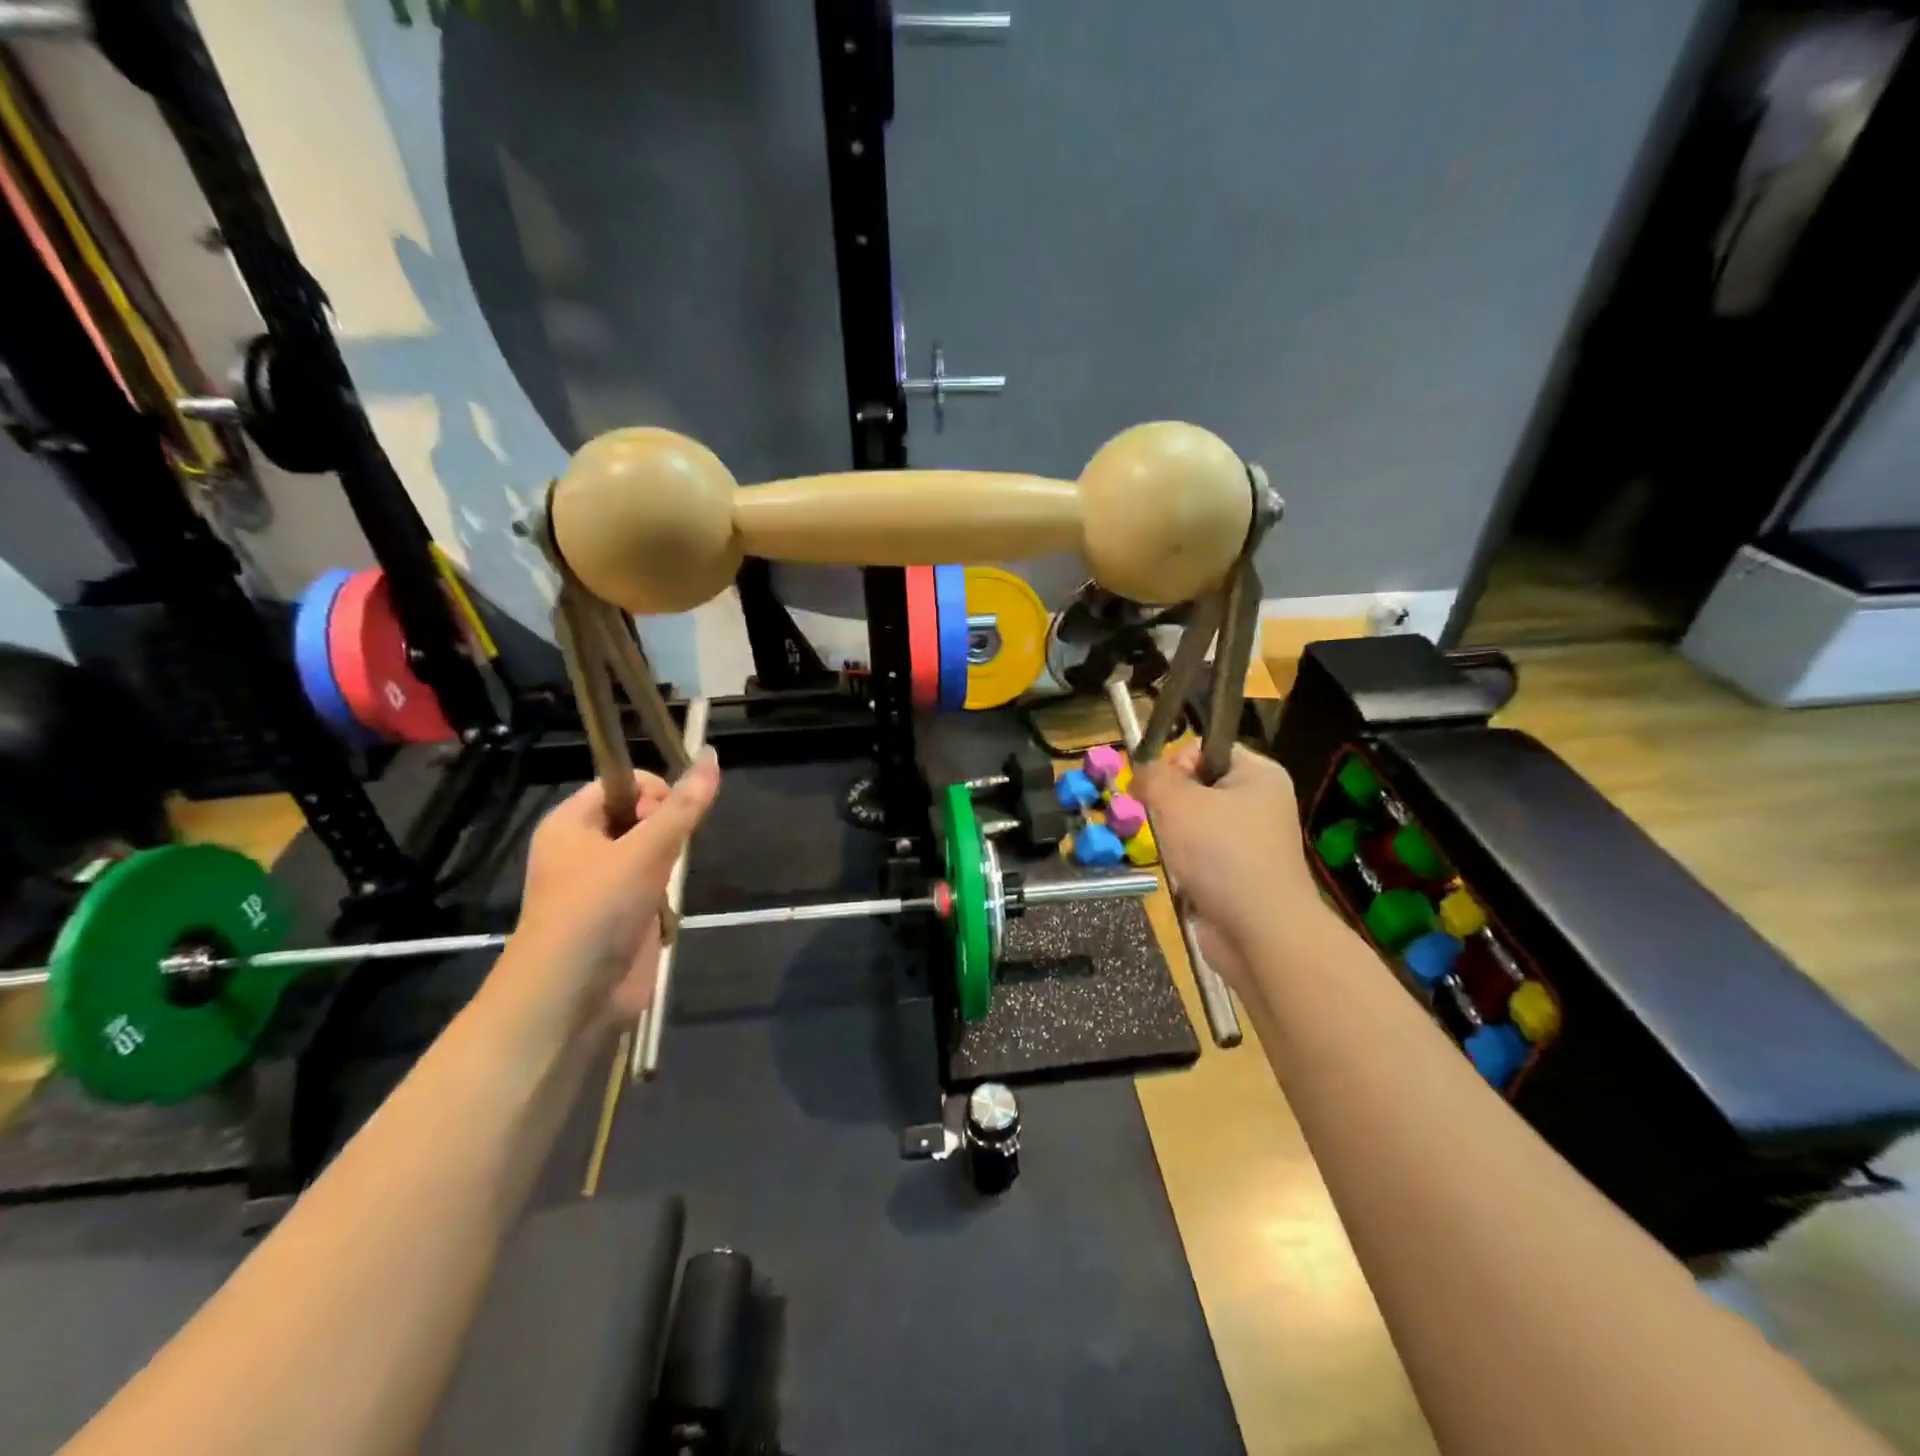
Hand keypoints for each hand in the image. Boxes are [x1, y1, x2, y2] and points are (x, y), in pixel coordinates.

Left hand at [512, 749, 720, 1019]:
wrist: (570, 998)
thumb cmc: (597, 909)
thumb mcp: (645, 850)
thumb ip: (683, 806)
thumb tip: (712, 754)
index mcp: (571, 823)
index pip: (622, 783)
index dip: (654, 791)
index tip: (672, 817)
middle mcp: (583, 848)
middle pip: (640, 816)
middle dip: (665, 830)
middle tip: (667, 855)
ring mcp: (602, 884)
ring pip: (652, 853)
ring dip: (668, 865)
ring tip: (663, 885)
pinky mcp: (621, 916)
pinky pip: (653, 887)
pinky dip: (666, 895)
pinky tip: (663, 911)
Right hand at [1132, 740, 1323, 989]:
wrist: (1260, 932)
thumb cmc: (1222, 854)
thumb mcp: (1177, 801)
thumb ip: (1153, 776)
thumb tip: (1141, 770)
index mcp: (1259, 774)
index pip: (1207, 747)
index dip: (1176, 760)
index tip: (1158, 786)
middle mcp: (1261, 803)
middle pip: (1199, 785)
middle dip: (1170, 803)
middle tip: (1161, 821)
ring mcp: (1253, 842)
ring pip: (1196, 823)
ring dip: (1174, 836)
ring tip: (1172, 853)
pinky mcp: (1242, 875)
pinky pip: (1202, 855)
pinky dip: (1186, 864)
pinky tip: (1183, 876)